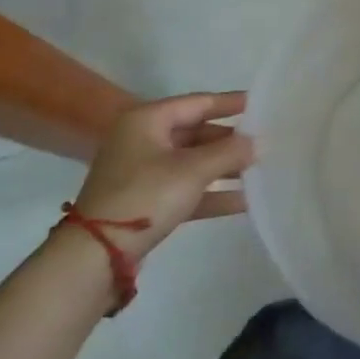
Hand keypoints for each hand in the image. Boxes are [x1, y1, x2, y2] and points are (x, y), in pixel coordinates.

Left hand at [69, 92, 254, 260]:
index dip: (230, 103)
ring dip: (224, 167)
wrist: (95, 256)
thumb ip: (229, 152)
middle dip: (230, 140)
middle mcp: (143, 139)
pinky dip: (210, 193)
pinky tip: (242, 201)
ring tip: (259, 170)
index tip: (260, 103)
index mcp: (147, 120)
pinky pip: (185, 188)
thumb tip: (257, 142)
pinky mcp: (145, 201)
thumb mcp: (192, 171)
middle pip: (196, 132)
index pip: (198, 102)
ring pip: (192, 162)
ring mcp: (142, 172)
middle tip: (264, 141)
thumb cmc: (145, 196)